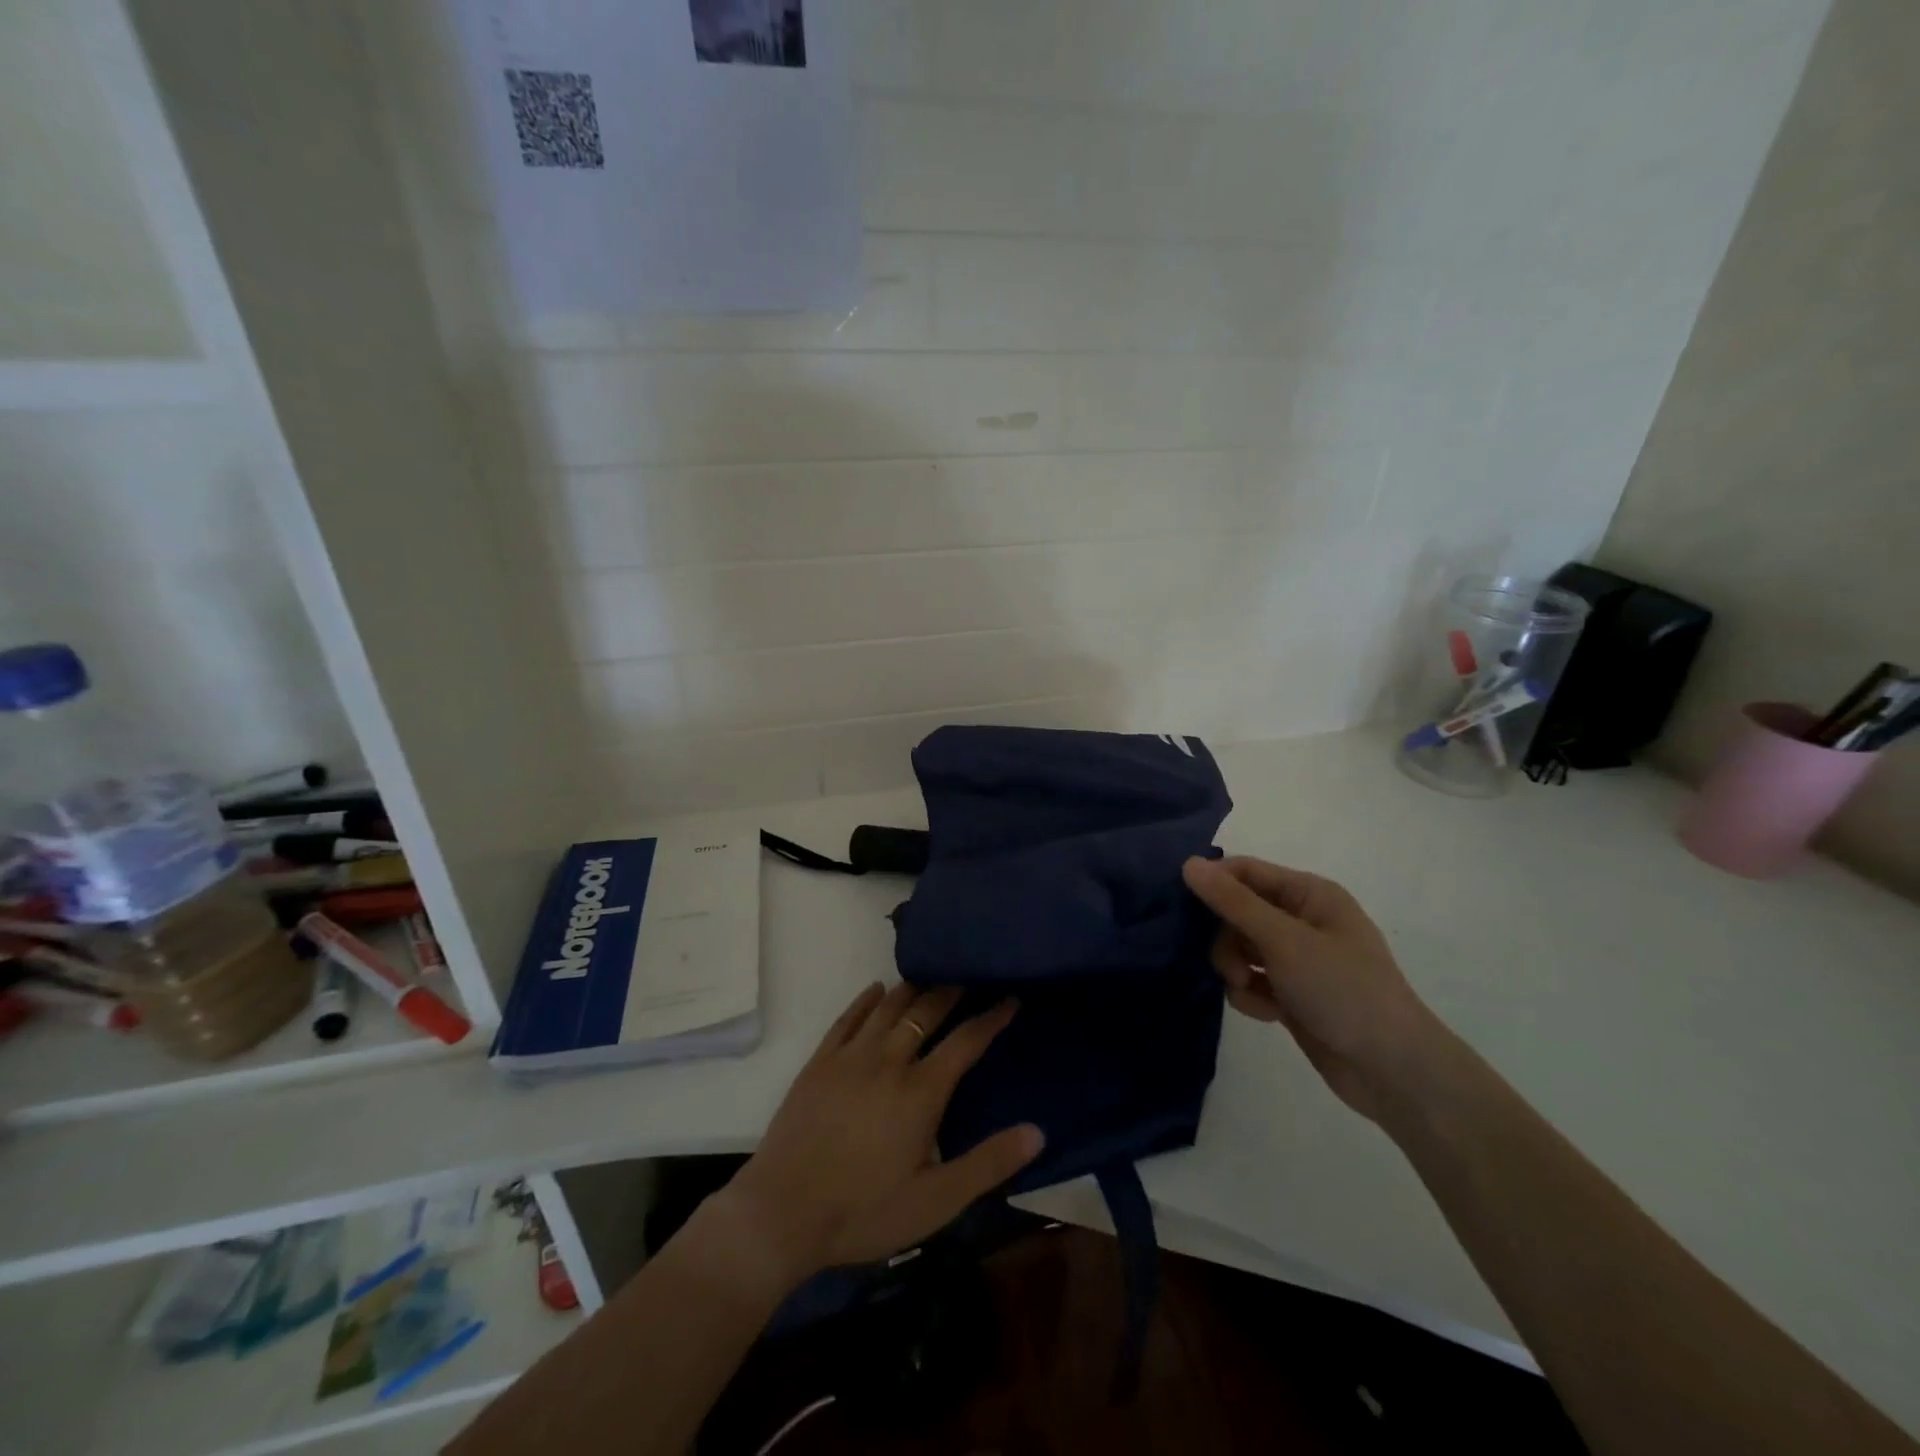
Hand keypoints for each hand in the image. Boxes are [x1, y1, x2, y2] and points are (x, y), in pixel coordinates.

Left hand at [718, 983, 1042, 1284]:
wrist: (781, 1213)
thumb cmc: (864, 1211)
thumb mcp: (936, 1201)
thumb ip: (988, 1164)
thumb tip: (1038, 1132)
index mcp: (921, 1091)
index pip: (966, 1041)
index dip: (991, 1017)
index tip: (1009, 997)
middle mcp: (888, 1060)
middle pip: (926, 1012)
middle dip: (952, 991)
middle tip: (969, 976)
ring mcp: (850, 1057)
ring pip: (888, 1007)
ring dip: (913, 989)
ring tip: (930, 978)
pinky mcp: (820, 1062)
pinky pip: (848, 1017)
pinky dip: (867, 999)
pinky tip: (876, 990)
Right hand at [1182, 856, 1441, 1122]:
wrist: (1392, 1070)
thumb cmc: (1343, 989)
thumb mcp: (1284, 940)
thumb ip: (1233, 902)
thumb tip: (1188, 863)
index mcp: (1309, 894)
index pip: (1246, 871)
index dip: (1214, 884)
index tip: (1183, 908)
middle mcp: (1302, 920)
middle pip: (1237, 912)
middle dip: (1226, 939)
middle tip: (1232, 967)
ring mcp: (1297, 959)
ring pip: (1239, 949)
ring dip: (1235, 970)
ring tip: (1250, 992)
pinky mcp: (1292, 994)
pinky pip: (1251, 981)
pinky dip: (1251, 995)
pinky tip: (1268, 1014)